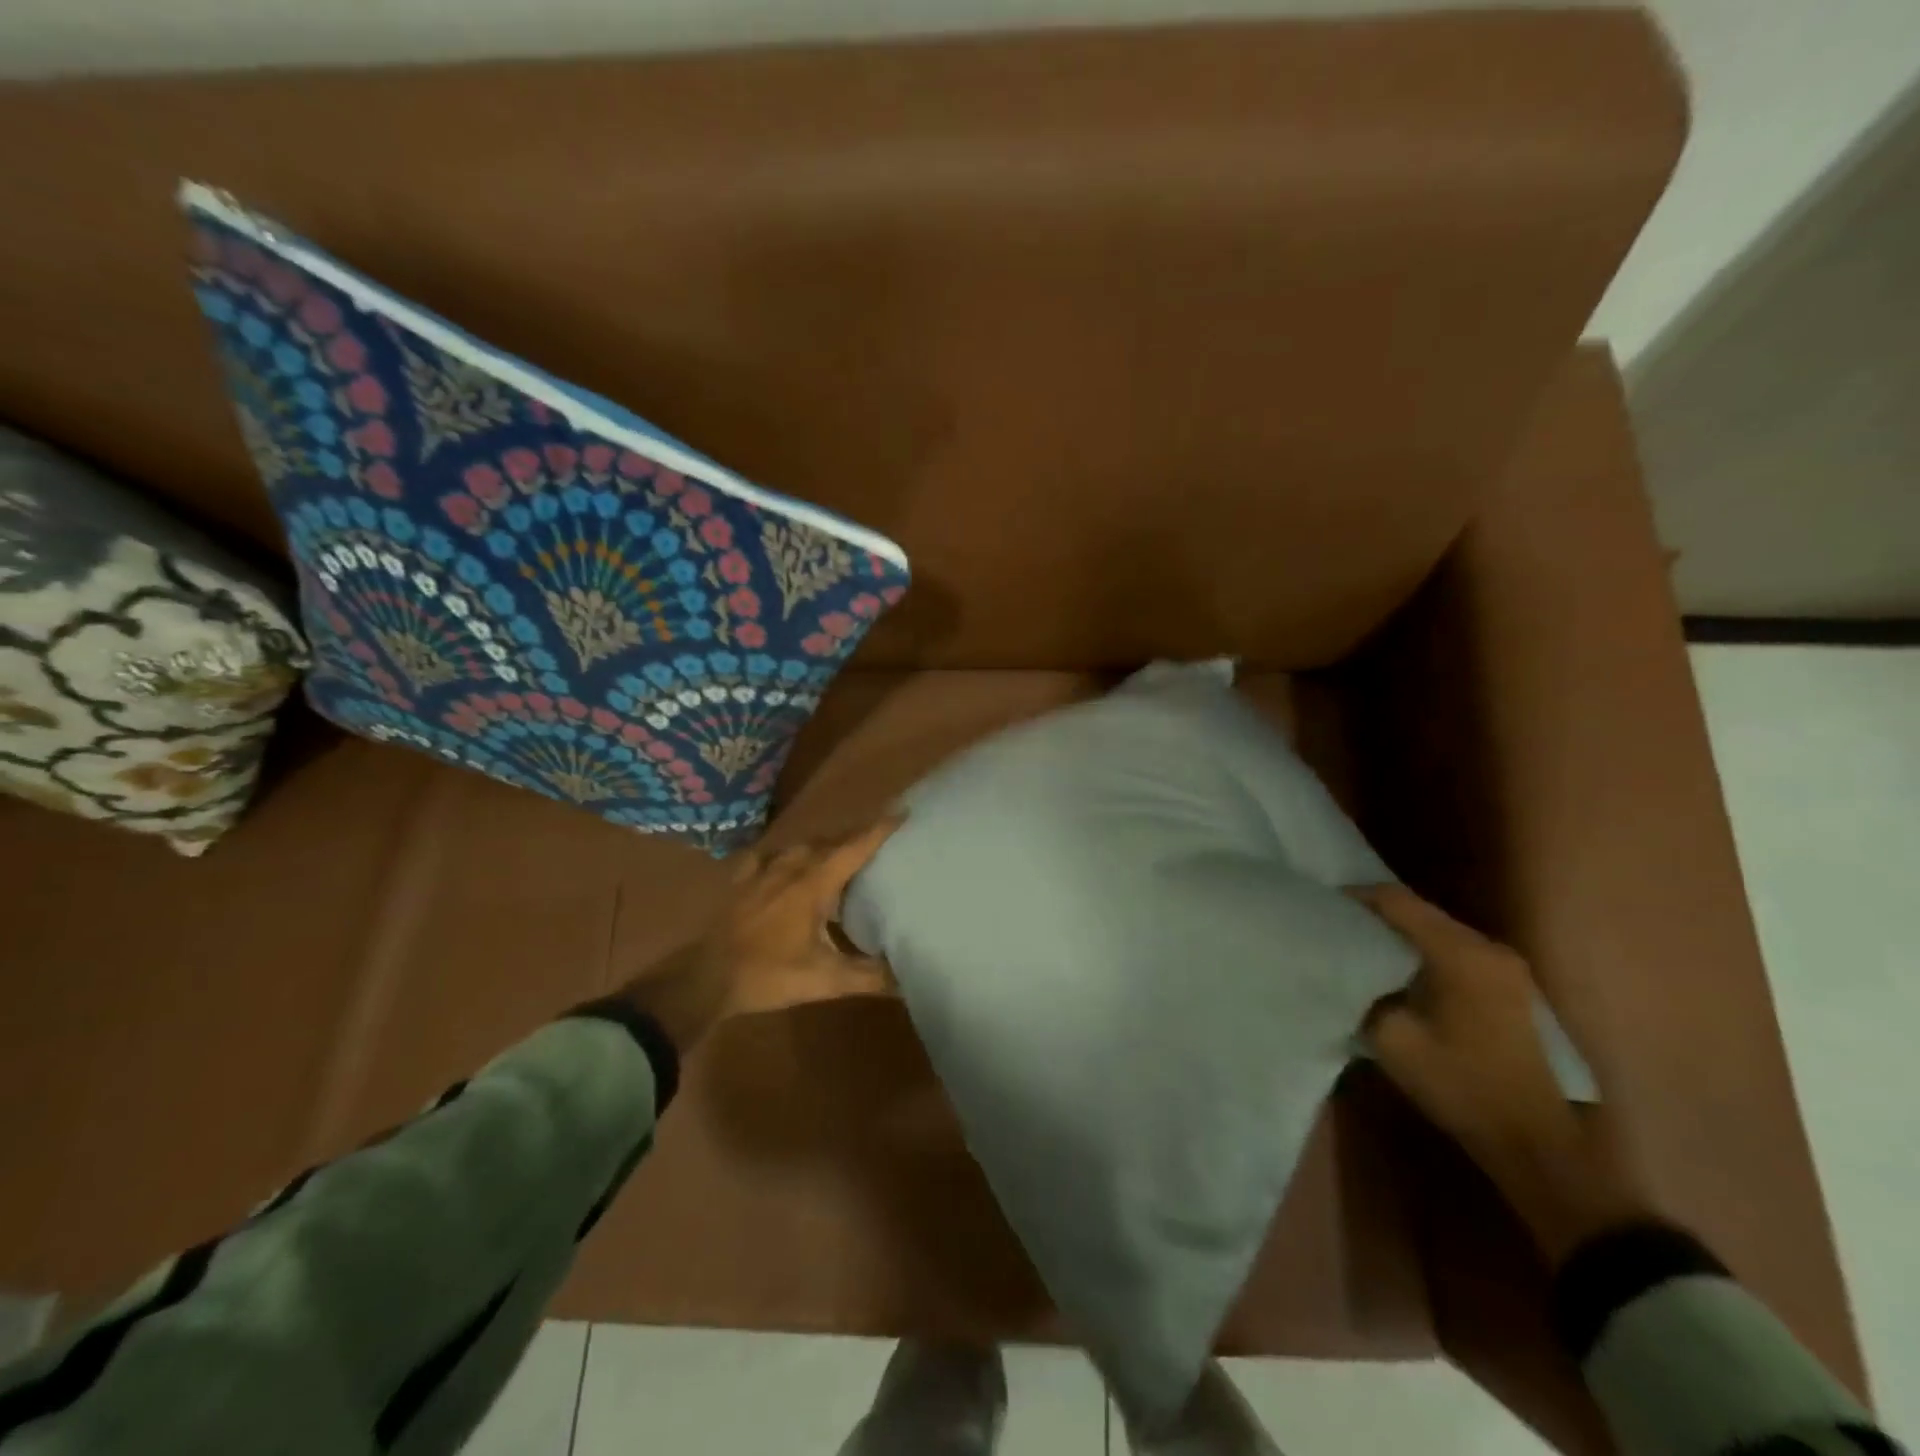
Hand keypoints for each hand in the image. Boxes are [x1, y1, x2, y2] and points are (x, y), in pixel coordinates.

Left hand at [619, 818, 902, 1050]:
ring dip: (823, 844)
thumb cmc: (769, 975)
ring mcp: (762, 871)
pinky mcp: (741, 881)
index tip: (902, 811)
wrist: (705, 979)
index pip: (854, 848)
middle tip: (878, 837)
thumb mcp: (825, 981)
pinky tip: (784, 862)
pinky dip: (784, 854)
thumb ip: (868, 977)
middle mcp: (790, 867)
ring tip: (838, 851)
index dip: (880, 830)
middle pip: (830, 842)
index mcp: (814, 884)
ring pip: (800, 846)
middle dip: (855, 836)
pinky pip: (767, 856)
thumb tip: (908, 980)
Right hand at [1355, 885, 1651, 1261]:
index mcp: (1459, 953)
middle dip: (1376, 912)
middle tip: (1337, 923)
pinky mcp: (1510, 985)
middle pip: (1420, 910)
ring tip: (1360, 943)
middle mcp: (1487, 947)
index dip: (1357, 896)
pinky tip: (1399, 968)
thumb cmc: (1459, 1084)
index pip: (1397, 901)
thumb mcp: (1391, 1037)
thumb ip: (1364, 989)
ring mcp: (1504, 965)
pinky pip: (1455, 949)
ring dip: (1400, 931)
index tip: (1322, 903)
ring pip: (1438, 929)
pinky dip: (1422, 949)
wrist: (1533, 1139)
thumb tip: (1346, 967)